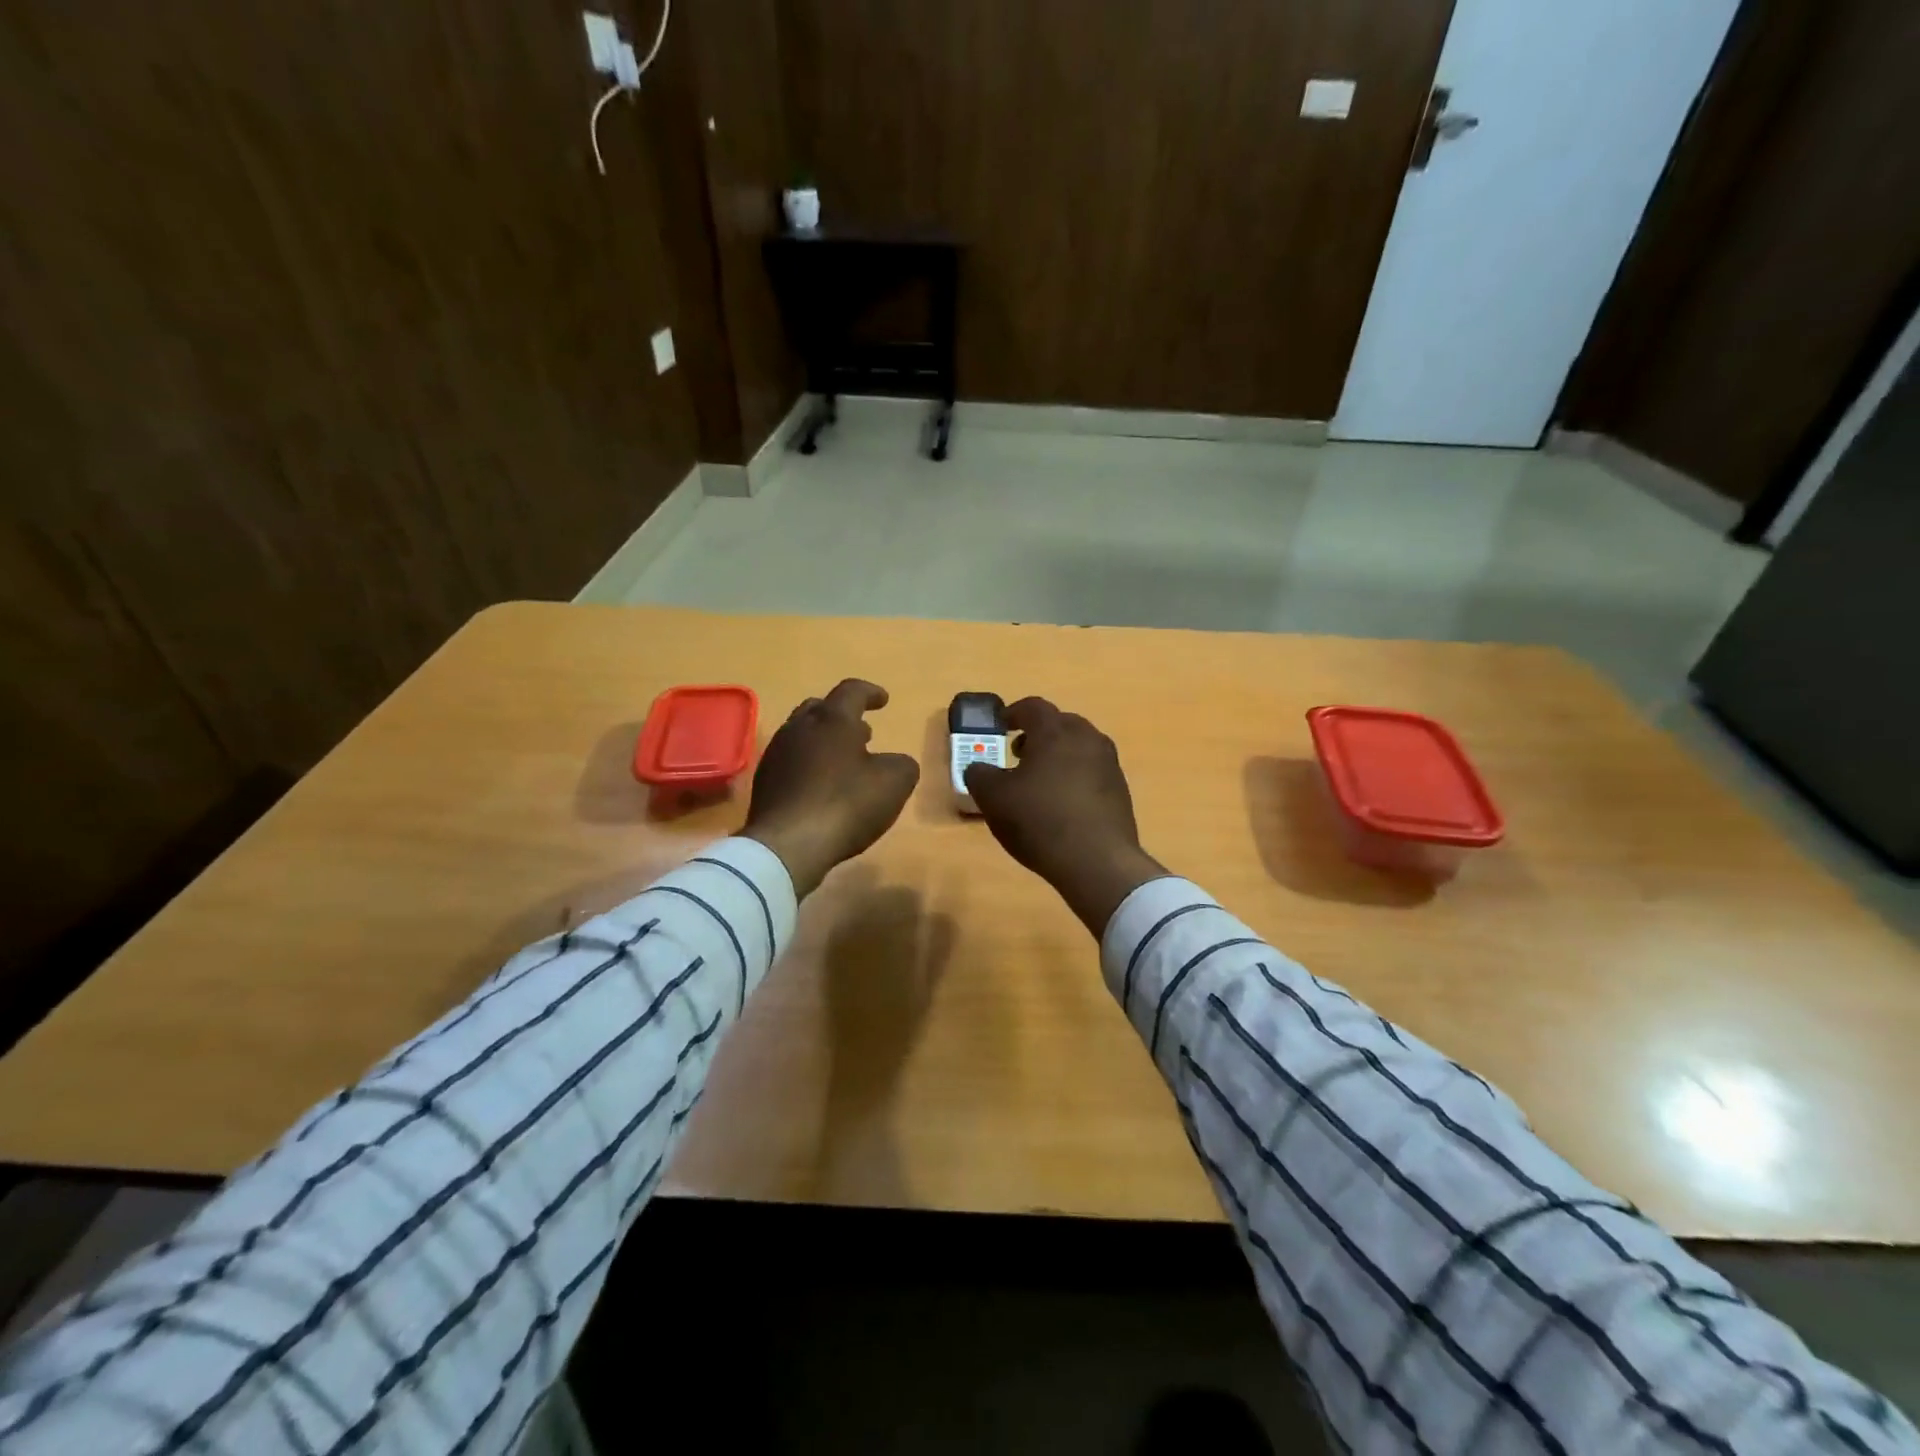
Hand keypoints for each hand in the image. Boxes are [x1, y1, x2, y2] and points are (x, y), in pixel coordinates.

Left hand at [743, 679, 919, 897]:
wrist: (787, 845)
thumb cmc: (846, 804)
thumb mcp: (895, 783)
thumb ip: (902, 764)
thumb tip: (894, 762)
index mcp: (833, 719)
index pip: (852, 691)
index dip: (870, 693)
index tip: (883, 701)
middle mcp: (800, 728)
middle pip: (820, 708)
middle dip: (843, 716)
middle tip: (862, 732)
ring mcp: (777, 754)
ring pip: (802, 734)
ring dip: (825, 741)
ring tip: (844, 760)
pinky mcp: (764, 782)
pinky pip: (791, 762)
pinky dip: (809, 765)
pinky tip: (821, 786)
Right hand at [963, 698, 1167, 933]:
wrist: (1097, 861)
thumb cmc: (1039, 820)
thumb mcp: (993, 798)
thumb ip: (979, 775)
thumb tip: (977, 768)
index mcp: (1055, 731)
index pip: (1032, 707)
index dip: (1012, 713)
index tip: (1000, 727)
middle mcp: (1087, 738)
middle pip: (1060, 724)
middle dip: (1038, 734)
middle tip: (1018, 754)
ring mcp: (1109, 764)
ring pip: (1079, 747)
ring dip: (1058, 756)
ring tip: (1039, 782)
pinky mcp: (1120, 791)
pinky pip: (1092, 772)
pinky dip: (1075, 777)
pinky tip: (1062, 804)